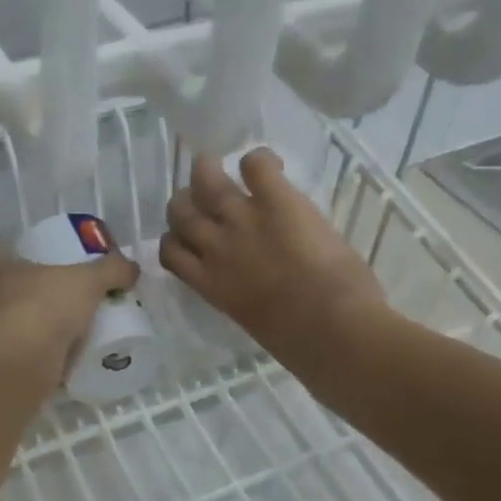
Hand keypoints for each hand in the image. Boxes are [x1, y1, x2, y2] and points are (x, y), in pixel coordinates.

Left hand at [0, 244, 138, 393]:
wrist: (7, 371)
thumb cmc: (37, 310)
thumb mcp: (84, 285)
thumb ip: (108, 272)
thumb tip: (130, 267)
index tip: (18, 268)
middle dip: (0, 300)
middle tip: (37, 306)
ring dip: (3, 335)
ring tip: (40, 342)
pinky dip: (8, 365)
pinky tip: (36, 372)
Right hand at [161, 149, 384, 362]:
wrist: (330, 327)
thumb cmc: (297, 340)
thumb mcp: (252, 319)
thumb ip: (241, 294)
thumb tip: (252, 286)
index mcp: (209, 283)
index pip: (170, 251)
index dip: (177, 238)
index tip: (195, 237)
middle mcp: (215, 247)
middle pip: (179, 210)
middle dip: (188, 201)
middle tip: (207, 200)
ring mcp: (242, 220)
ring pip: (204, 180)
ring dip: (209, 170)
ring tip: (223, 168)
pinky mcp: (275, 201)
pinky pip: (255, 164)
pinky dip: (259, 161)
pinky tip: (270, 167)